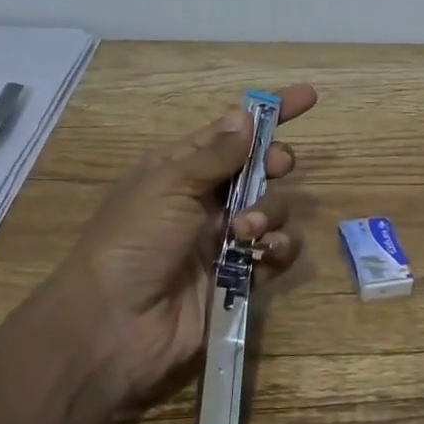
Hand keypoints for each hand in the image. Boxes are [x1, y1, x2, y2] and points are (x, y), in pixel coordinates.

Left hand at [51, 85, 315, 403]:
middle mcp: (204, 200)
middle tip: (281, 164)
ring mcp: (222, 239)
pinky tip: (264, 253)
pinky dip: (277, 248)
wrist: (115, 325)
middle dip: (274, 162)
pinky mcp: (238, 276)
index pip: (230, 132)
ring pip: (271, 208)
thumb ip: (215, 154)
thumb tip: (244, 115)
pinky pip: (274, 251)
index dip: (268, 114)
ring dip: (269, 211)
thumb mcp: (169, 186)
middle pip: (257, 168)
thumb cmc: (133, 242)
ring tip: (247, 229)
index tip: (308, 97)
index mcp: (180, 170)